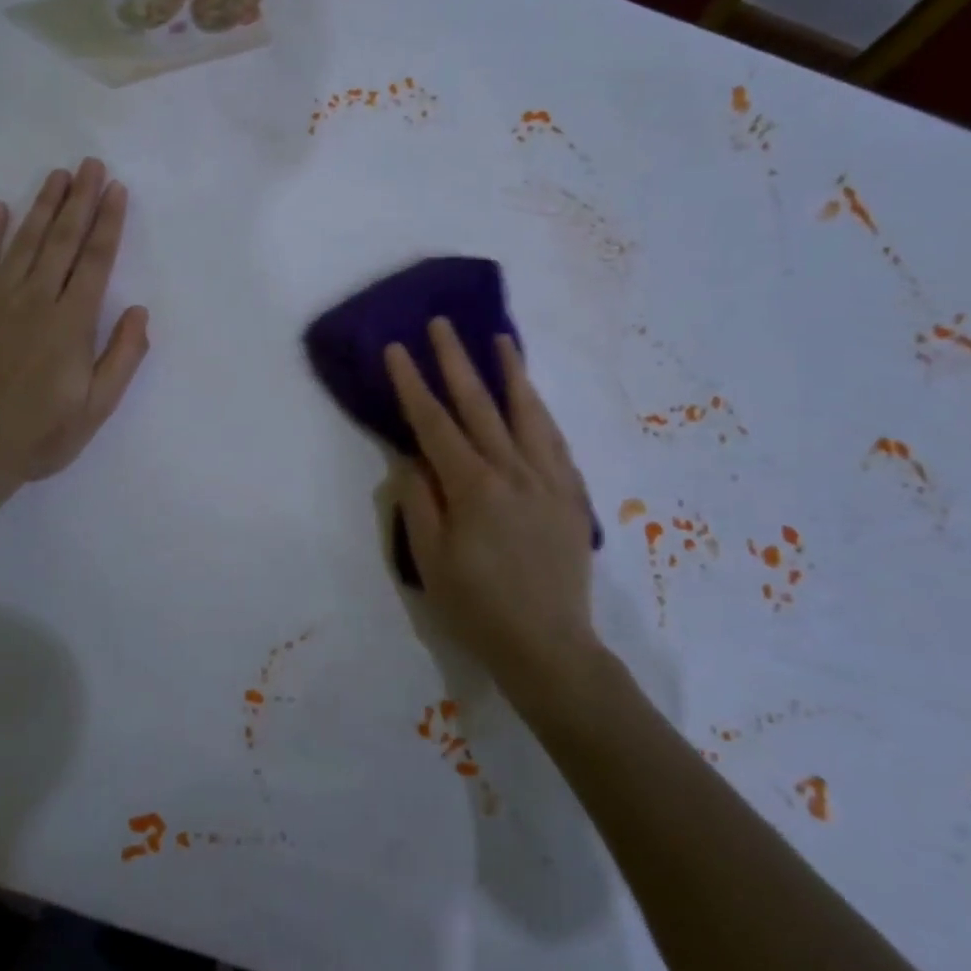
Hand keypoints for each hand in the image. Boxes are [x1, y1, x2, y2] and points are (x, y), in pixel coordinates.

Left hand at [0, 159, 148, 509]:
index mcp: (71, 324)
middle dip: (80, 200)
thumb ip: (122, 358)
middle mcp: (35, 301)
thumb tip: (140, 313)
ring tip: (58, 175)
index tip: (116, 190)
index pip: (95, 262)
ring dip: (43, 206)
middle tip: (90, 165)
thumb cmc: (39, 436)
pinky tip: (1, 209)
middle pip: (62, 241)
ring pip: (25, 243)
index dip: (108, 224)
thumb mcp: (96, 408)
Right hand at [386, 319, 601, 706]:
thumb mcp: (430, 559)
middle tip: (443, 324)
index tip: (397, 349)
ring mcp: (550, 480)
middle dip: (457, 361)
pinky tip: (534, 399)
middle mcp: (514, 472)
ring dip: (511, 373)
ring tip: (501, 340)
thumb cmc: (477, 607)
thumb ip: (419, 502)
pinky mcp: (573, 495)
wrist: (548, 647)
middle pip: (480, 405)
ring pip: (528, 413)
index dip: (413, 383)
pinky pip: (556, 441)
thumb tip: (412, 460)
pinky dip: (541, 412)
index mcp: (473, 487)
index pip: (434, 423)